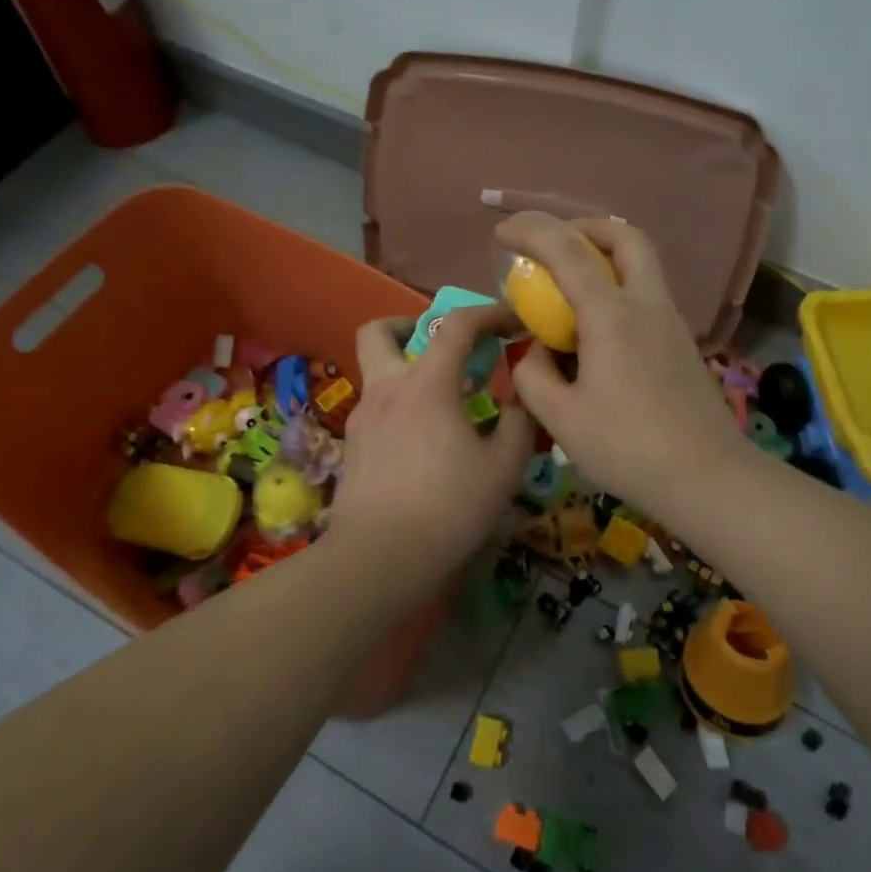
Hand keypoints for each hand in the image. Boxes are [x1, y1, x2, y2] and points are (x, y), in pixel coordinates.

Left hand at [326, 304, 532, 579]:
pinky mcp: (352, 448)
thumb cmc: (448, 507)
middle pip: (380, 331)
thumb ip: (518, 424)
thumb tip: (516, 404)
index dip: (489, 312)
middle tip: (443, 349)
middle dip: (410, 325)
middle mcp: (386, 388)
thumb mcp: (504, 467)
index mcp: (426, 383)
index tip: (512, 319)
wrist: (378, 559)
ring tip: (442, 405)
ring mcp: (362, 418)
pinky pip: (377, 409)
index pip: (457, 325)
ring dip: (406, 371)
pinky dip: (400, 408)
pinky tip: (422, 444)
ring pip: (376, 372)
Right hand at [498, 212, 748, 514]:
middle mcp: (646, 304)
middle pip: (625, 236)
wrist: (708, 478)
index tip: (502, 232)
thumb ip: (533, 375)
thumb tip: (533, 351)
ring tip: (568, 287)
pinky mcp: (680, 342)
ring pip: (641, 263)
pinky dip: (616, 287)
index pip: (568, 250)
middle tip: (554, 247)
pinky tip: (596, 329)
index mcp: (612, 315)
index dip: (531, 230)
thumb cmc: (628, 447)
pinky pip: (645, 293)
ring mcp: (670, 321)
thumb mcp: (561, 418)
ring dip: (603, 256)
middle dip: (584, 228)